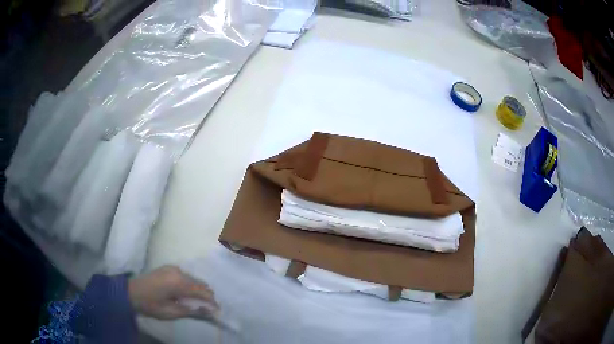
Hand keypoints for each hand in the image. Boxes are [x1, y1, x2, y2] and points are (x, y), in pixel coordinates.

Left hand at [128, 266, 218, 320]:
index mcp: (178, 282)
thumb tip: (211, 312)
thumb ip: (192, 311)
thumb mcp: (172, 312)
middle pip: (200, 283)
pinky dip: (189, 285)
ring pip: (193, 279)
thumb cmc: (151, 305)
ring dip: (197, 290)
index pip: (203, 291)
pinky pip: (185, 276)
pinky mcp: (168, 267)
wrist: (131, 292)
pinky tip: (184, 294)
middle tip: (206, 308)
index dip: (212, 302)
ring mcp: (173, 268)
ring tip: (195, 302)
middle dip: (206, 296)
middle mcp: (178, 271)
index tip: (217, 311)